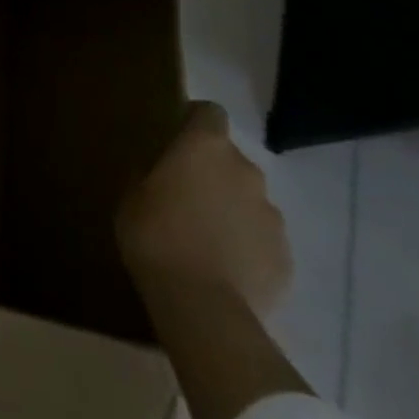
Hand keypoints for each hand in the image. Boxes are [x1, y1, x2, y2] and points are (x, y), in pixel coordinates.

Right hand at [117, 101, 291, 316]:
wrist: (203, 306)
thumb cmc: (154, 236)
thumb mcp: (132, 196)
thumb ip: (150, 174)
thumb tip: (159, 172)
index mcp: (205, 147)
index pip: (210, 112)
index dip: (195, 121)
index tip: (177, 139)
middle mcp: (245, 170)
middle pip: (230, 160)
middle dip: (213, 173)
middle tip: (186, 198)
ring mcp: (272, 214)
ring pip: (249, 200)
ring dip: (232, 210)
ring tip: (207, 239)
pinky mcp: (286, 257)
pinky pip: (262, 239)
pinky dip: (247, 246)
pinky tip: (225, 268)